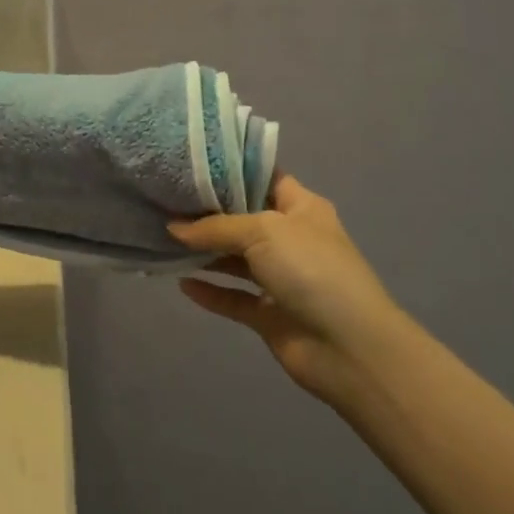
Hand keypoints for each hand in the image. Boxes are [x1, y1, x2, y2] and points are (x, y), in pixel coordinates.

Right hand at [169, 174, 405, 401]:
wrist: (348, 346)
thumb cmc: (311, 269)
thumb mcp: (263, 231)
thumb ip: (216, 227)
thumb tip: (174, 227)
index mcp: (302, 208)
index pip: (265, 179)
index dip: (232, 171)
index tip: (192, 166)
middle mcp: (292, 239)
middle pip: (245, 220)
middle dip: (210, 213)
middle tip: (167, 201)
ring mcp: (282, 279)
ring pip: (237, 260)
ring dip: (206, 253)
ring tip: (166, 240)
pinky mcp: (270, 315)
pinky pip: (235, 298)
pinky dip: (211, 292)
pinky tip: (182, 283)